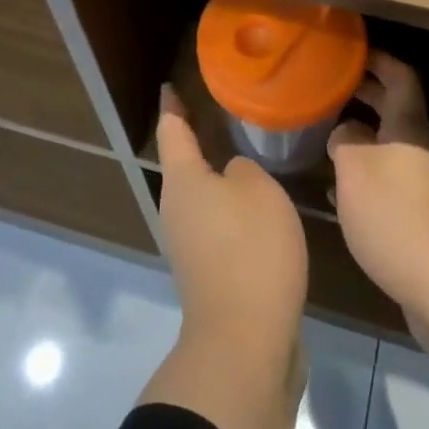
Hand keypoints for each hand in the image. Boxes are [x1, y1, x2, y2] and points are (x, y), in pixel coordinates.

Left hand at [143, 85, 309, 428]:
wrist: (245, 342)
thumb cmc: (250, 250)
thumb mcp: (258, 190)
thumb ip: (244, 170)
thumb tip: (232, 177)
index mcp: (182, 180)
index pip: (172, 130)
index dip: (173, 106)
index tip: (170, 86)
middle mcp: (176, 209)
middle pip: (184, 165)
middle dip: (198, 140)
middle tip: (224, 115)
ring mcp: (188, 244)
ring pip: (201, 196)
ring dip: (218, 177)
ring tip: (247, 157)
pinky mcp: (207, 272)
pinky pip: (216, 224)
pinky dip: (231, 209)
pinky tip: (257, 208)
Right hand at [328, 52, 428, 370]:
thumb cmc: (398, 218)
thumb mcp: (356, 170)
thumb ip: (345, 141)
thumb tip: (346, 133)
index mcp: (409, 129)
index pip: (400, 77)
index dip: (378, 60)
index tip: (352, 53)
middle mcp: (421, 151)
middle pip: (396, 110)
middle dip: (366, 95)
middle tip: (332, 88)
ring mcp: (426, 187)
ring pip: (391, 147)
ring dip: (363, 137)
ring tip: (328, 136)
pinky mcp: (424, 220)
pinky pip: (391, 182)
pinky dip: (367, 175)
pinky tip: (343, 192)